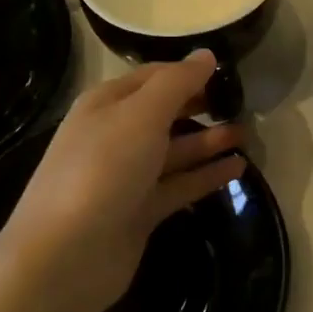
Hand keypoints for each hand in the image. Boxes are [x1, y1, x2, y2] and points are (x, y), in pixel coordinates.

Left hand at [0, 52, 245, 311]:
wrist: (65, 256)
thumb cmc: (103, 170)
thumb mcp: (141, 115)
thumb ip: (177, 83)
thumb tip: (206, 55)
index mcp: (106, 104)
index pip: (153, 77)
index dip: (188, 72)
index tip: (229, 72)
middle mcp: (115, 136)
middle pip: (164, 113)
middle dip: (200, 106)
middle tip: (242, 103)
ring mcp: (126, 177)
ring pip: (174, 151)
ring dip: (208, 142)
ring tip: (247, 135)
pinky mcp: (139, 212)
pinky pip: (179, 186)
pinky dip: (206, 176)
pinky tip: (238, 169)